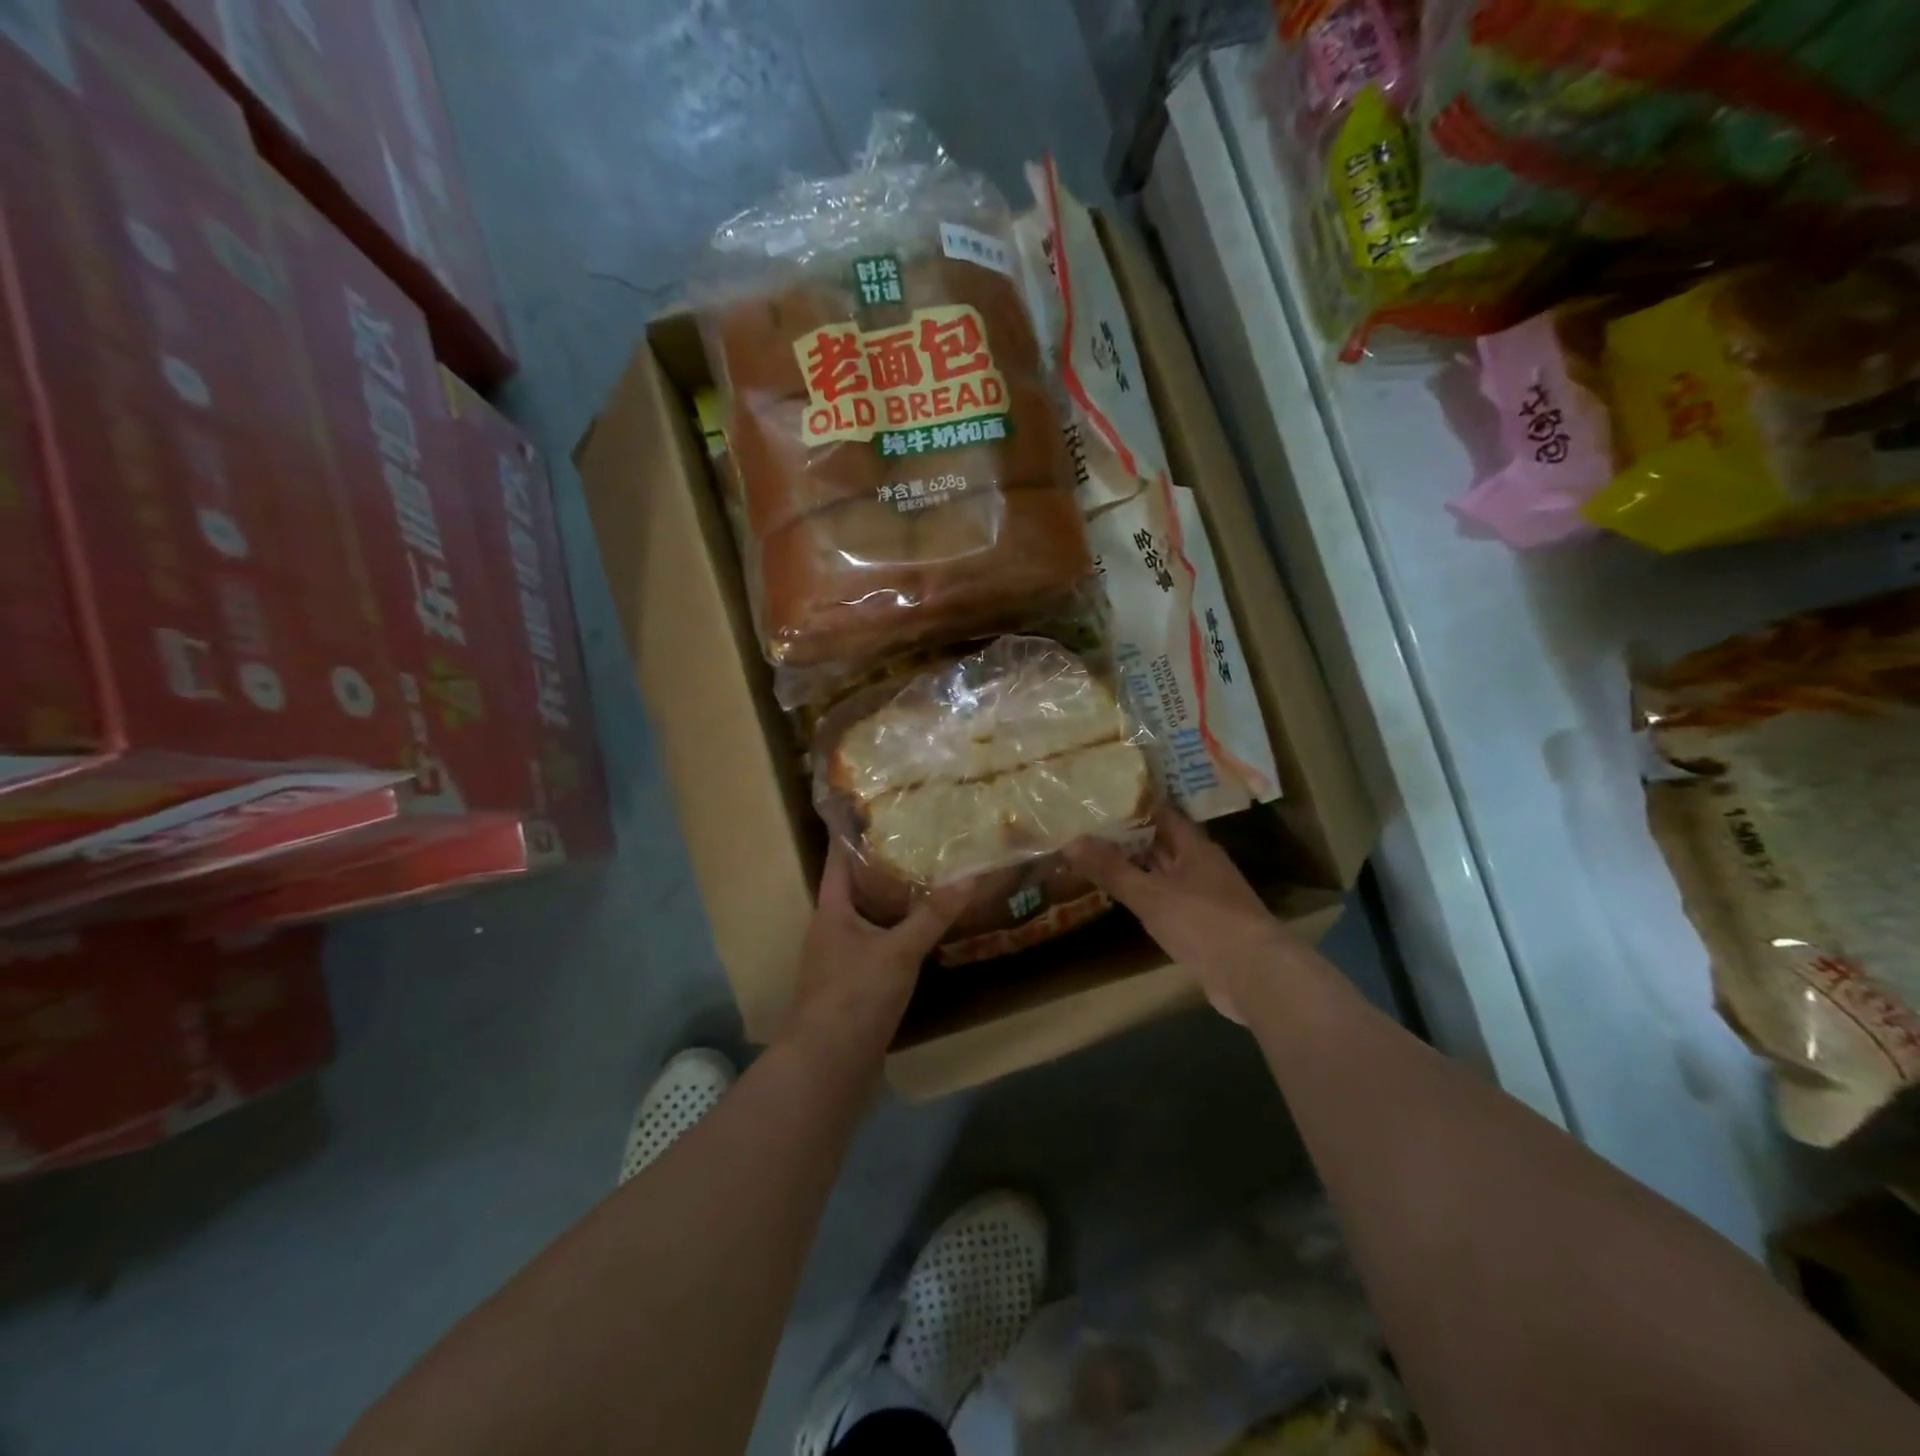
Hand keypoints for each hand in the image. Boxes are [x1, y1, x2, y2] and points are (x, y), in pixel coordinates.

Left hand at [779, 841, 970, 1056]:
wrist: (829, 1066)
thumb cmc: (855, 995)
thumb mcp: (898, 950)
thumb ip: (932, 915)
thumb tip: (969, 876)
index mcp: (830, 912)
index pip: (838, 861)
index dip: (852, 835)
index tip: (874, 811)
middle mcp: (830, 931)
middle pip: (855, 890)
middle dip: (882, 868)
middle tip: (917, 843)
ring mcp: (840, 961)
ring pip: (868, 921)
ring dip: (892, 904)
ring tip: (926, 882)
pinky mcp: (854, 987)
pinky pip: (877, 949)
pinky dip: (897, 936)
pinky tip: (923, 935)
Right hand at [1065, 808, 1304, 1023]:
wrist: (1254, 976)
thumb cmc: (1203, 923)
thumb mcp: (1150, 895)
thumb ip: (1111, 869)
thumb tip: (1071, 841)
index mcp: (1195, 847)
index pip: (1161, 813)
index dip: (1132, 805)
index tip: (1100, 798)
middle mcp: (1202, 865)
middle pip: (1162, 842)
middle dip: (1129, 836)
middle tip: (1088, 828)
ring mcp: (1206, 896)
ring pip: (1165, 872)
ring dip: (1137, 867)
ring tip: (1097, 859)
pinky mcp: (1205, 925)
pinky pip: (1169, 900)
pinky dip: (1147, 896)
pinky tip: (1126, 899)